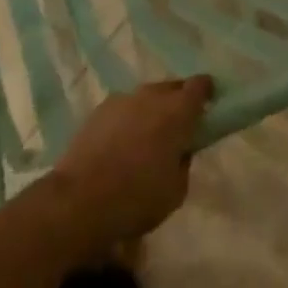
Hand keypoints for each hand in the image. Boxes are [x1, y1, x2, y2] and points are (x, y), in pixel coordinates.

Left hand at [51, 76, 213, 247]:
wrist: (78, 201)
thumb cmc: (136, 198)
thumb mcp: (176, 191)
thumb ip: (184, 162)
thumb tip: (180, 150)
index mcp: (178, 111)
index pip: (200, 86)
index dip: (207, 92)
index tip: (209, 105)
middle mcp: (152, 96)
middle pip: (172, 87)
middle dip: (178, 102)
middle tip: (178, 127)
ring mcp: (123, 99)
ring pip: (146, 97)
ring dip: (151, 111)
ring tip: (146, 138)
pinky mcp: (98, 110)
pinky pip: (123, 109)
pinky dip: (127, 119)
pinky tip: (120, 144)